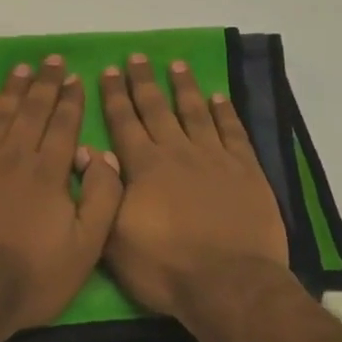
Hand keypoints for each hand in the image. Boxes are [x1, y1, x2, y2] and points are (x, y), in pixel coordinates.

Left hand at [0, 57, 123, 331]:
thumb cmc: (30, 276)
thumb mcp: (86, 248)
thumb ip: (102, 199)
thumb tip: (102, 155)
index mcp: (49, 172)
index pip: (64, 125)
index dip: (71, 100)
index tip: (75, 77)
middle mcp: (15, 156)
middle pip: (32, 111)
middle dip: (45, 84)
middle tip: (51, 60)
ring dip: (12, 89)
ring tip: (22, 68)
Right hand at [99, 54, 288, 319]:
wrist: (229, 283)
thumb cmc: (165, 267)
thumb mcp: (115, 239)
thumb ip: (105, 193)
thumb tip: (95, 154)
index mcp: (144, 168)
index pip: (124, 123)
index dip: (115, 96)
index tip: (108, 70)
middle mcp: (178, 153)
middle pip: (157, 109)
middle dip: (143, 82)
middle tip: (137, 57)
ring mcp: (215, 159)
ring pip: (196, 113)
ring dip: (184, 88)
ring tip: (176, 65)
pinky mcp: (246, 171)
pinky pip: (233, 132)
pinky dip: (225, 113)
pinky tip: (219, 97)